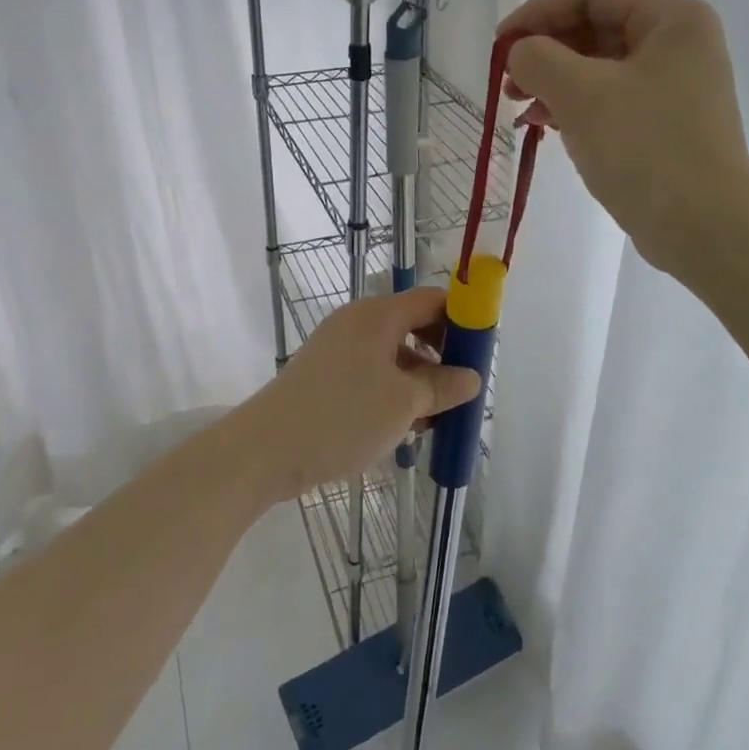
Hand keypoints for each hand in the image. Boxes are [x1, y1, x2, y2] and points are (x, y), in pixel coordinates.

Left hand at [242, 287, 480, 502]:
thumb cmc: (342, 416)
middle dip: (442, 357)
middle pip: (413, 326)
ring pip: (394, 355)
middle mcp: (357, 322)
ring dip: (419, 381)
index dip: (462, 320)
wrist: (267, 449)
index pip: (432, 300)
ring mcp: (338, 348)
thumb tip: (470, 377)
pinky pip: (372, 373)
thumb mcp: (404, 403)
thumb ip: (442, 386)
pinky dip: (394, 392)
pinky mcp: (326, 375)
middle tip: (462, 391)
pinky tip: (406, 427)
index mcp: (378, 315)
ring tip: (437, 419)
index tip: (481, 354)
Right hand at [499, 0, 748, 276]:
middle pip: (595, 26)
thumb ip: (538, 58)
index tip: (501, 46)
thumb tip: (520, 53)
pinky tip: (545, 124)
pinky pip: (609, 98)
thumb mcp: (581, 95)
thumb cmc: (645, 149)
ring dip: (553, 80)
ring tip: (520, 108)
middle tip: (507, 82)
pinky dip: (574, 105)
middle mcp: (678, 43)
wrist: (704, 229)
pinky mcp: (664, 122)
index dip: (539, 11)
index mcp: (672, 19)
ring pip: (598, 65)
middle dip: (545, 50)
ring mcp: (674, 85)